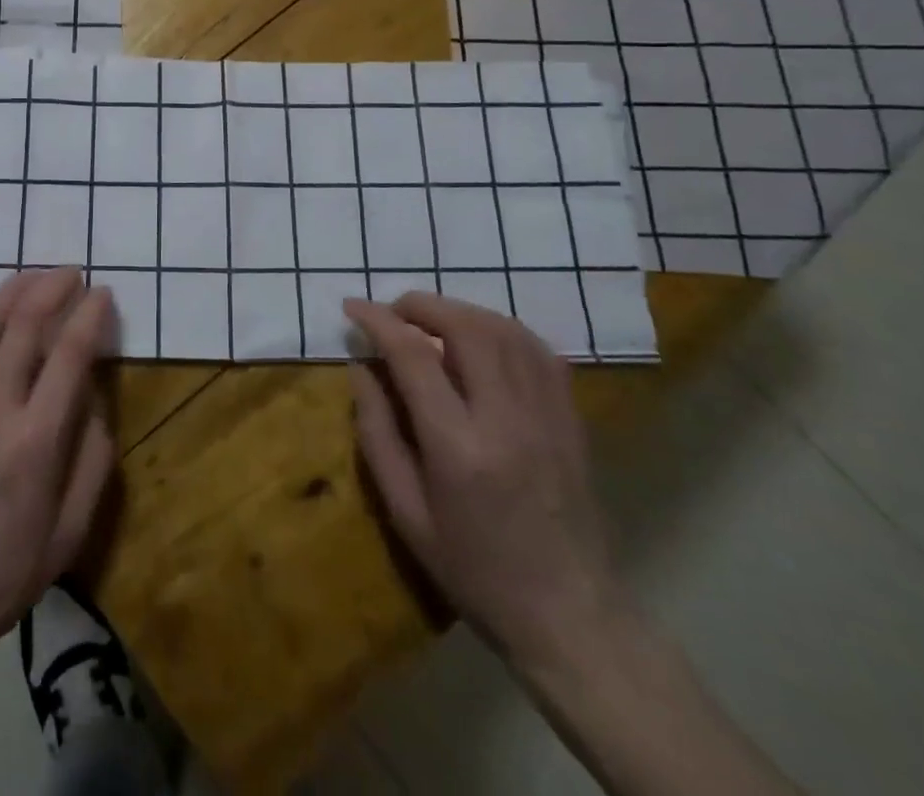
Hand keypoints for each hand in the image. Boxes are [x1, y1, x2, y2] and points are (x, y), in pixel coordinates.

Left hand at [0, 267, 116, 669]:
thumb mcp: (70, 534)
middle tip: (70, 273)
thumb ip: (93, 460)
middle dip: (52, 286)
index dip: (91, 314)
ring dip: (10, 291)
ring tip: (31, 278)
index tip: (103, 294)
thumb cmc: (1, 576)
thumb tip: (95, 400)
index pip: (71, 353)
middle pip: (24, 323)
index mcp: (37, 440)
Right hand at [345, 293, 624, 670]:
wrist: (571, 617)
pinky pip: (538, 350)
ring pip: (504, 330)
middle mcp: (507, 419)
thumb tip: (360, 368)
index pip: (414, 356)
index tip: (352, 306)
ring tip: (431, 320)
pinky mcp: (571, 419)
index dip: (378, 321)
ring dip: (460, 311)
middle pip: (466, 328)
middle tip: (393, 311)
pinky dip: (502, 330)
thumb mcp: (405, 512)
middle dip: (421, 305)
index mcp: (458, 447)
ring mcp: (547, 415)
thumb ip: (377, 432)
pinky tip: (482, 338)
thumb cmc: (474, 570)